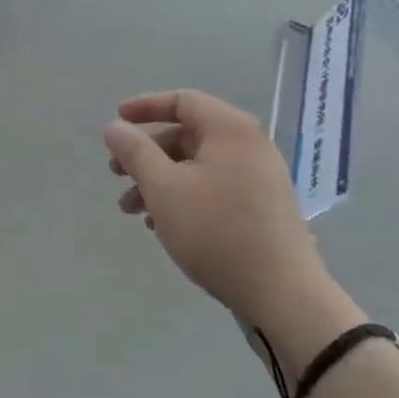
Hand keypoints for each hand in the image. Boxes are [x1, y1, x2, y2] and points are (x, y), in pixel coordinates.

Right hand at [104, 89, 344, 338]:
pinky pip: (214, 187)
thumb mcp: (164, 189)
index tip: (116, 120)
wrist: (284, 297)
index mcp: (230, 129)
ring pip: (197, 166)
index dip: (145, 107)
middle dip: (147, 154)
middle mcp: (249, 144)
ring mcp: (259, 177)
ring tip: (131, 210)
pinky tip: (162, 226)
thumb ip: (135, 152)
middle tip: (116, 174)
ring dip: (160, 181)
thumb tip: (115, 127)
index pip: (182, 101)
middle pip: (187, 135)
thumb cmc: (217, 231)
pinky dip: (184, 196)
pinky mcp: (262, 208)